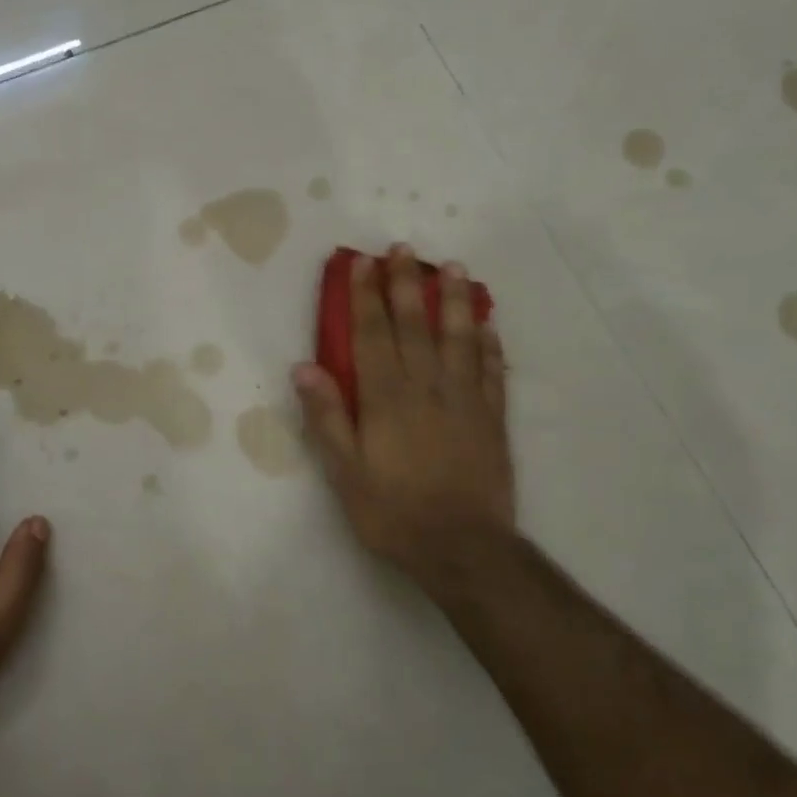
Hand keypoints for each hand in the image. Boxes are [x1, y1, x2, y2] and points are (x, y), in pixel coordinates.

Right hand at [293, 246, 514, 607]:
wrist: (461, 548)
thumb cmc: (392, 511)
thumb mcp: (344, 471)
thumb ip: (326, 416)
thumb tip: (304, 367)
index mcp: (386, 397)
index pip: (372, 333)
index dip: (365, 296)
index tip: (362, 263)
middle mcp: (427, 386)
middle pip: (415, 324)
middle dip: (406, 283)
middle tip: (404, 249)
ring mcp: (465, 399)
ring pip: (460, 338)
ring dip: (456, 300)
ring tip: (455, 268)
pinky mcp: (493, 418)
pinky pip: (493, 371)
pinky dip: (490, 344)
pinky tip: (488, 326)